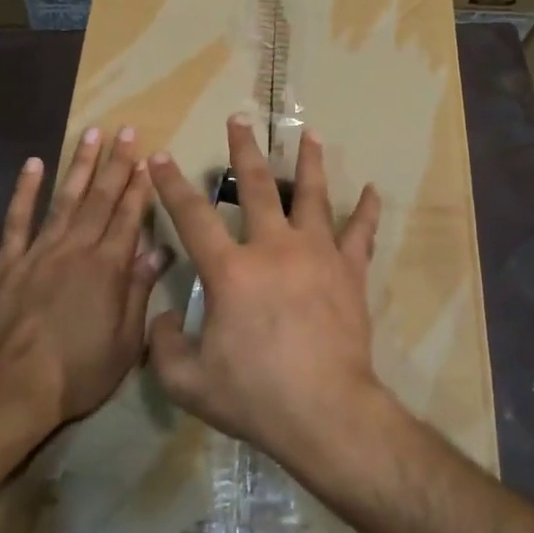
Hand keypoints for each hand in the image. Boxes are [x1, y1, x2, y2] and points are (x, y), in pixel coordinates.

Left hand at [0, 127, 162, 430]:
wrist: (10, 390)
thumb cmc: (78, 372)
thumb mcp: (125, 342)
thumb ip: (139, 291)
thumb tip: (158, 251)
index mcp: (108, 268)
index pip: (129, 216)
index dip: (140, 186)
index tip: (148, 158)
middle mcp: (76, 249)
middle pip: (100, 198)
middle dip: (116, 162)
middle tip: (126, 130)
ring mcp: (39, 251)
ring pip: (64, 198)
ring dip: (79, 164)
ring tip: (91, 132)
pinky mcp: (8, 262)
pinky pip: (18, 219)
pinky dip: (26, 190)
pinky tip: (33, 164)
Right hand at [146, 117, 389, 475]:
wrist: (325, 412)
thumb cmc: (255, 396)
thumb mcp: (188, 382)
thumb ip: (163, 345)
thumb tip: (164, 316)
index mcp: (230, 270)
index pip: (192, 216)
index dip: (171, 184)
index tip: (161, 157)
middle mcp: (273, 248)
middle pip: (255, 186)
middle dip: (243, 150)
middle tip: (239, 120)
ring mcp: (317, 254)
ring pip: (312, 195)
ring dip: (308, 162)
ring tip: (310, 135)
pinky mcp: (349, 271)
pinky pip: (360, 232)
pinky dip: (366, 210)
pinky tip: (372, 190)